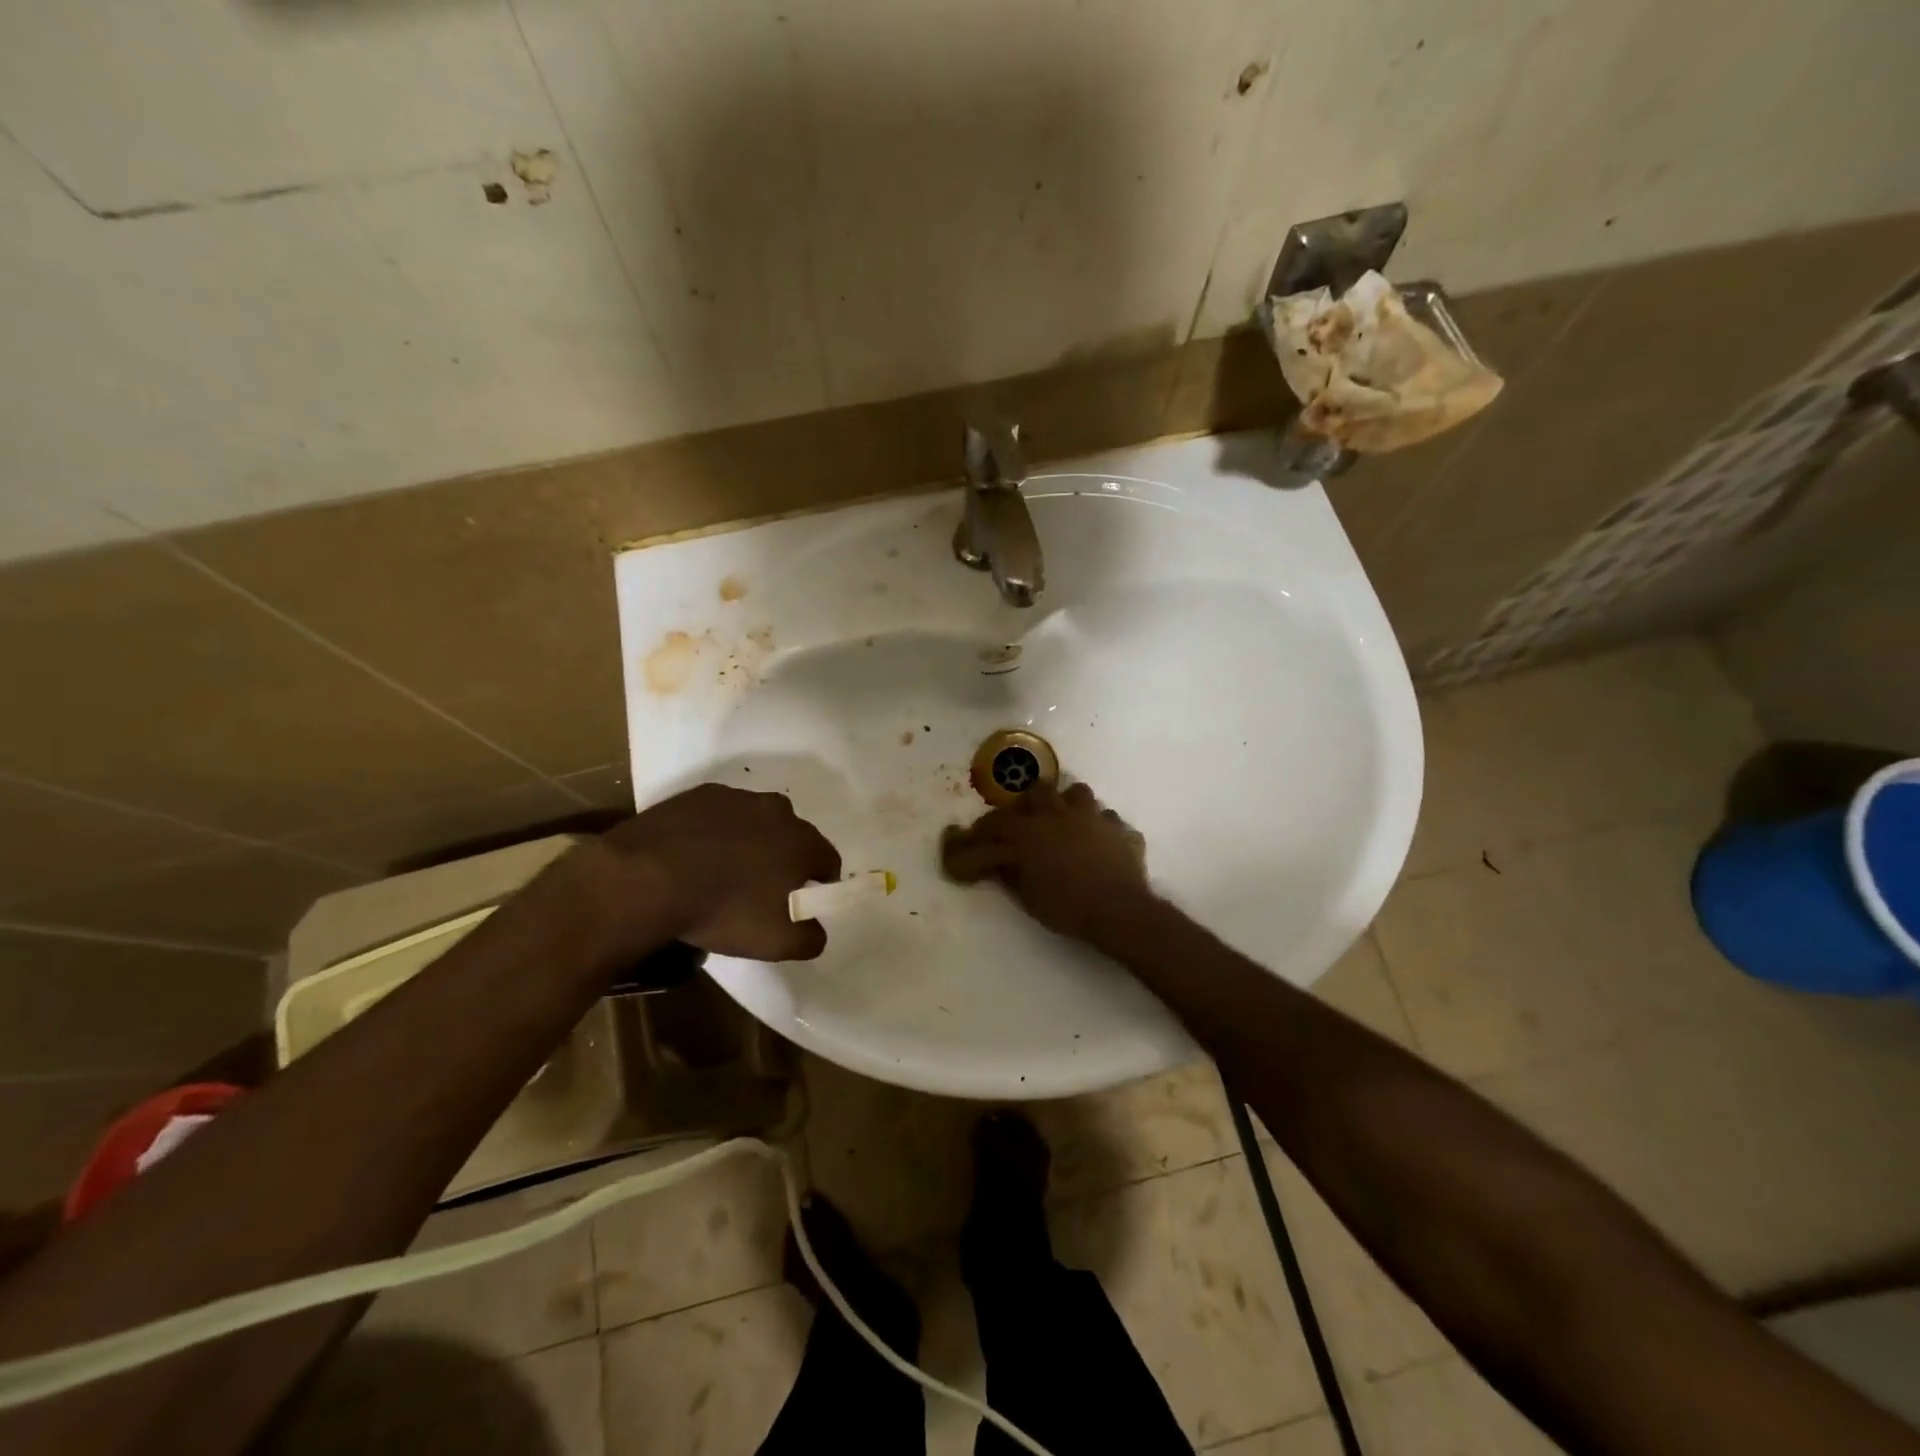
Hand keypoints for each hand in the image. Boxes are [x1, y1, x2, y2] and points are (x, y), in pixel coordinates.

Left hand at [591, 784, 841, 960]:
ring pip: (756, 822)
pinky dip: (715, 832)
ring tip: (721, 873)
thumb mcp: (778, 943)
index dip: (819, 884)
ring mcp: (738, 798)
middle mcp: (779, 811)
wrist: (647, 878)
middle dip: (783, 860)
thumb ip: (811, 937)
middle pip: (793, 837)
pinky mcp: (701, 795)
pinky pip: (719, 815)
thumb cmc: (724, 910)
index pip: (828, 861)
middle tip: (759, 891)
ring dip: (749, 842)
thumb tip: (815, 929)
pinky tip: (694, 857)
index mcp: (804, 842)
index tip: (799, 904)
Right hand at [941, 782, 1151, 945]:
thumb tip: (999, 863)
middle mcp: (1060, 814)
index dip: (987, 826)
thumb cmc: (1066, 907)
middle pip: (1041, 790)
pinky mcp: (1120, 829)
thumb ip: (1010, 875)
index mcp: (1031, 831)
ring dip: (1070, 804)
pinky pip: (1108, 819)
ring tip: (1068, 821)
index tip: (981, 833)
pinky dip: (1102, 828)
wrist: (1117, 910)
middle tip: (1029, 818)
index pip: (1000, 820)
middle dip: (1032, 801)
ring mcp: (1093, 817)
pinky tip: (1101, 842)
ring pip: (1078, 793)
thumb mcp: (1027, 897)